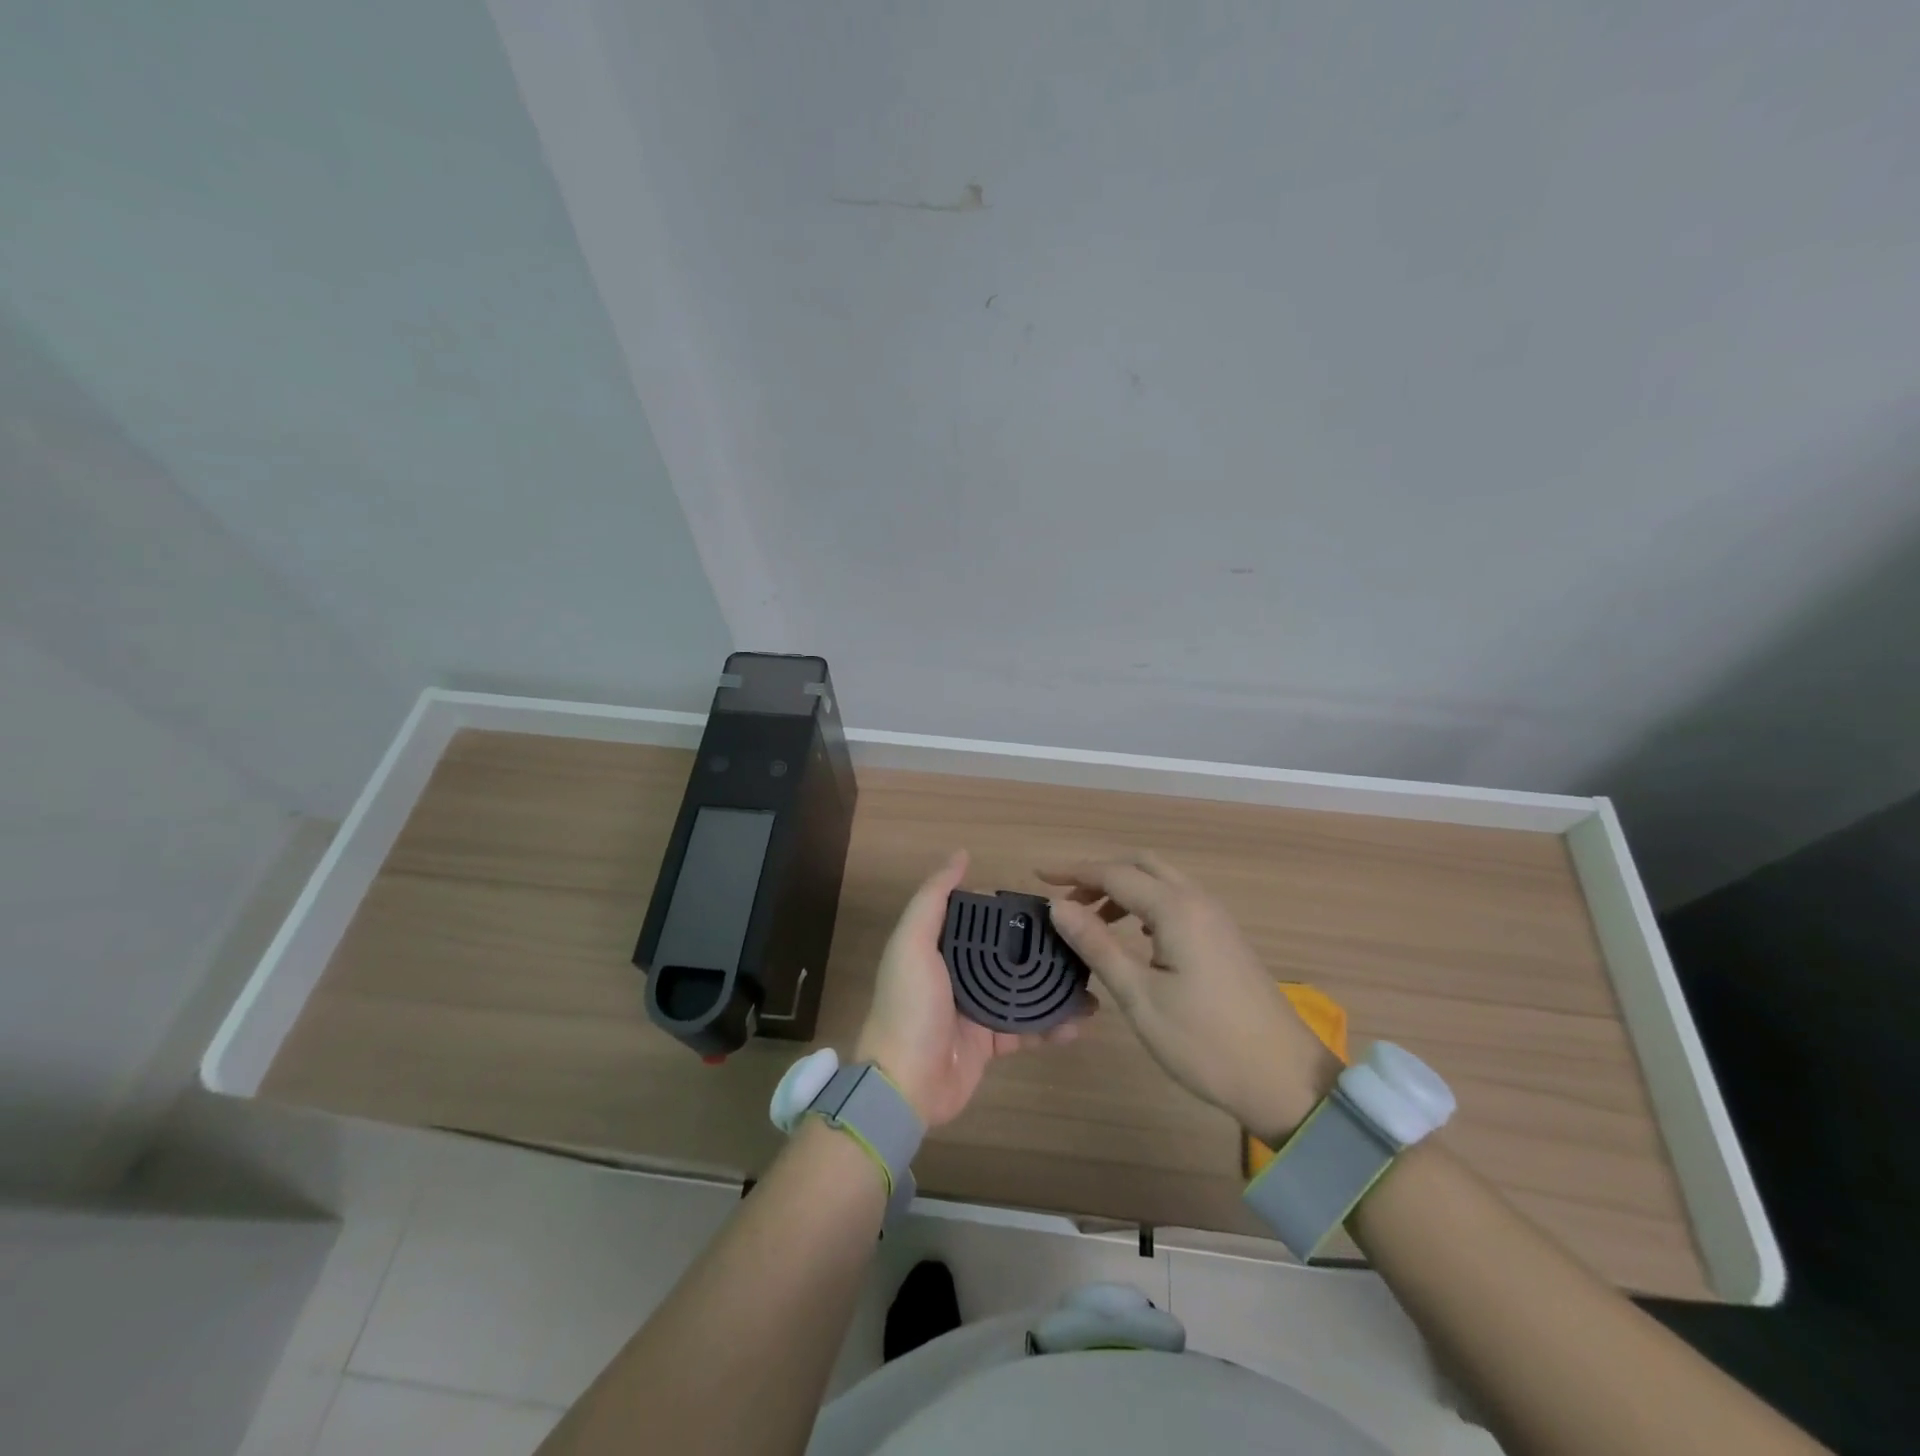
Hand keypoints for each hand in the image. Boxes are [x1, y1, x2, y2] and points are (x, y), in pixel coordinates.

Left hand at [856, 850, 1087, 1127]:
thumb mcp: (912, 943)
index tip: (1052, 904)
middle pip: (1008, 954)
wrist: (904, 1084)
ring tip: (1090, 981)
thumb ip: (933, 898)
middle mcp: (959, 974)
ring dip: (1054, 987)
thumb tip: (961, 855)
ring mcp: (977, 1010)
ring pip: (1023, 991)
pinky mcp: (991, 1044)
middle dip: (1042, 949)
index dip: (1013, 911)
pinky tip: (1079, 1021)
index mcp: (939, 947)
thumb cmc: (909, 1006)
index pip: (982, 920)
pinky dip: (1053, 1026)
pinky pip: (1028, 1029)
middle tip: (1082, 942)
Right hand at [1042, 851, 1340, 1142]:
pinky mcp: (1225, 938)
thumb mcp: (1140, 996)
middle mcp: (1198, 901)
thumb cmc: (1204, 1042)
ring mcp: (1216, 919)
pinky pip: (1178, 901)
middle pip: (1141, 864)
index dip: (1073, 871)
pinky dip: (1147, 903)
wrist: (1284, 1080)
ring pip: (1162, 881)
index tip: (1038, 877)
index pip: (1114, 873)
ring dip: (1124, 888)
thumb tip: (1058, 906)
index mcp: (1176, 909)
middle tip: (1066, 899)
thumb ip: (1097, 945)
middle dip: (1100, 873)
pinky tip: (1135, 934)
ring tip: (1092, 918)